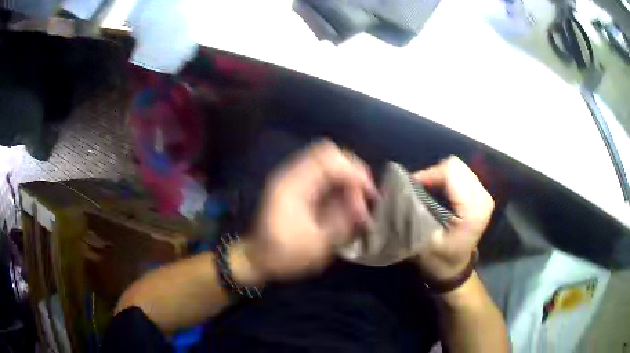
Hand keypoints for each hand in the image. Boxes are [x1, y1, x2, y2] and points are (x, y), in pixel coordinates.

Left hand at [242, 140, 375, 282]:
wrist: (258, 258)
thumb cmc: (284, 255)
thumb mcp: (317, 245)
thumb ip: (342, 221)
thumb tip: (362, 206)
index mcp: (293, 186)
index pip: (329, 159)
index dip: (354, 172)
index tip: (369, 193)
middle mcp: (292, 174)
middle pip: (330, 154)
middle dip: (353, 173)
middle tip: (365, 198)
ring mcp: (294, 178)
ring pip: (329, 162)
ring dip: (348, 179)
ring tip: (357, 206)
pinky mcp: (298, 185)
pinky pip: (325, 174)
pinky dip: (340, 184)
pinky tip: (347, 204)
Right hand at [412, 156, 493, 281]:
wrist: (455, 268)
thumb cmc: (439, 258)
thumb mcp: (423, 238)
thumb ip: (415, 210)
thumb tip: (403, 185)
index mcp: (473, 208)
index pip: (451, 171)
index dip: (429, 174)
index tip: (413, 188)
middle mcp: (483, 197)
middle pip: (456, 166)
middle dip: (434, 174)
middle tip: (419, 190)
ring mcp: (485, 194)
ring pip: (459, 168)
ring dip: (441, 177)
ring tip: (428, 192)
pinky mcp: (482, 195)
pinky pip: (462, 175)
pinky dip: (448, 180)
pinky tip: (440, 194)